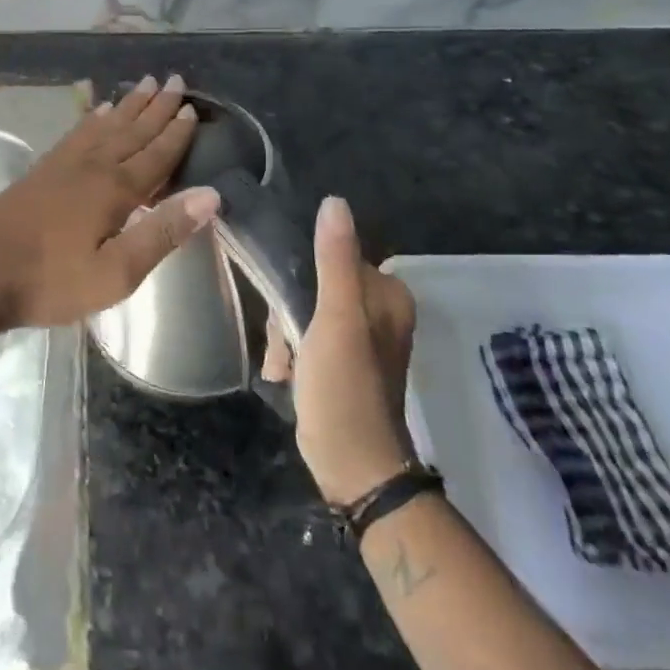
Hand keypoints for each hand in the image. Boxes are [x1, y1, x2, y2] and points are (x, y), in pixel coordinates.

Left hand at [0, 74, 220, 329]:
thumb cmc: (51, 281)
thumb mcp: (116, 273)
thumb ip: (162, 232)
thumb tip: (211, 195)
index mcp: (115, 189)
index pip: (155, 155)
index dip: (176, 134)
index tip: (192, 108)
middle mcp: (92, 166)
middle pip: (132, 130)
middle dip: (156, 107)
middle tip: (175, 80)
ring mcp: (63, 165)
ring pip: (105, 126)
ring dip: (128, 105)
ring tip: (143, 84)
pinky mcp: (42, 170)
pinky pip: (77, 133)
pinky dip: (93, 119)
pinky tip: (97, 112)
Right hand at [261, 196, 419, 505]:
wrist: (352, 468)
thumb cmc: (346, 388)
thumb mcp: (337, 318)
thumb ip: (335, 260)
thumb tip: (334, 201)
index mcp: (385, 294)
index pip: (332, 255)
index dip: (302, 275)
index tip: (288, 303)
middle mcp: (376, 310)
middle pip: (314, 282)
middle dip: (289, 312)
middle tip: (286, 340)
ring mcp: (357, 338)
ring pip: (303, 309)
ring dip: (285, 335)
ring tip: (284, 363)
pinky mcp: (340, 362)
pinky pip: (304, 336)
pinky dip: (290, 352)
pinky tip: (284, 374)